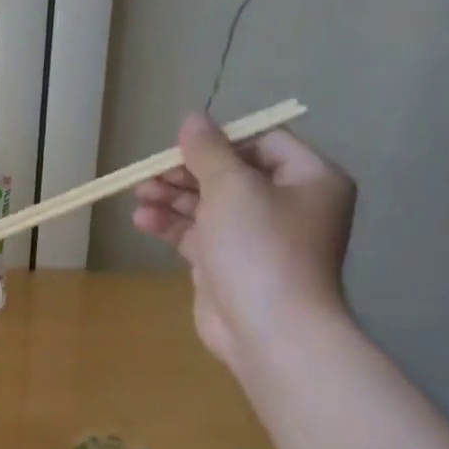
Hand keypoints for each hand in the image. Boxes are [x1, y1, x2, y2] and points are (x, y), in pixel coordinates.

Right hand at [132, 113, 355, 371]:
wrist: (269, 329)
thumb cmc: (260, 248)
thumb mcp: (232, 187)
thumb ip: (208, 151)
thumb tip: (192, 119)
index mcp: (309, 180)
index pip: (264, 143)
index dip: (222, 142)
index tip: (183, 147)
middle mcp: (288, 206)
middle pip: (231, 174)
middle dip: (187, 171)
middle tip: (151, 172)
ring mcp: (257, 239)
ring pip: (209, 205)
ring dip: (173, 197)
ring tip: (139, 193)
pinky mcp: (229, 265)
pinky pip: (198, 235)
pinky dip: (172, 225)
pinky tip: (142, 220)